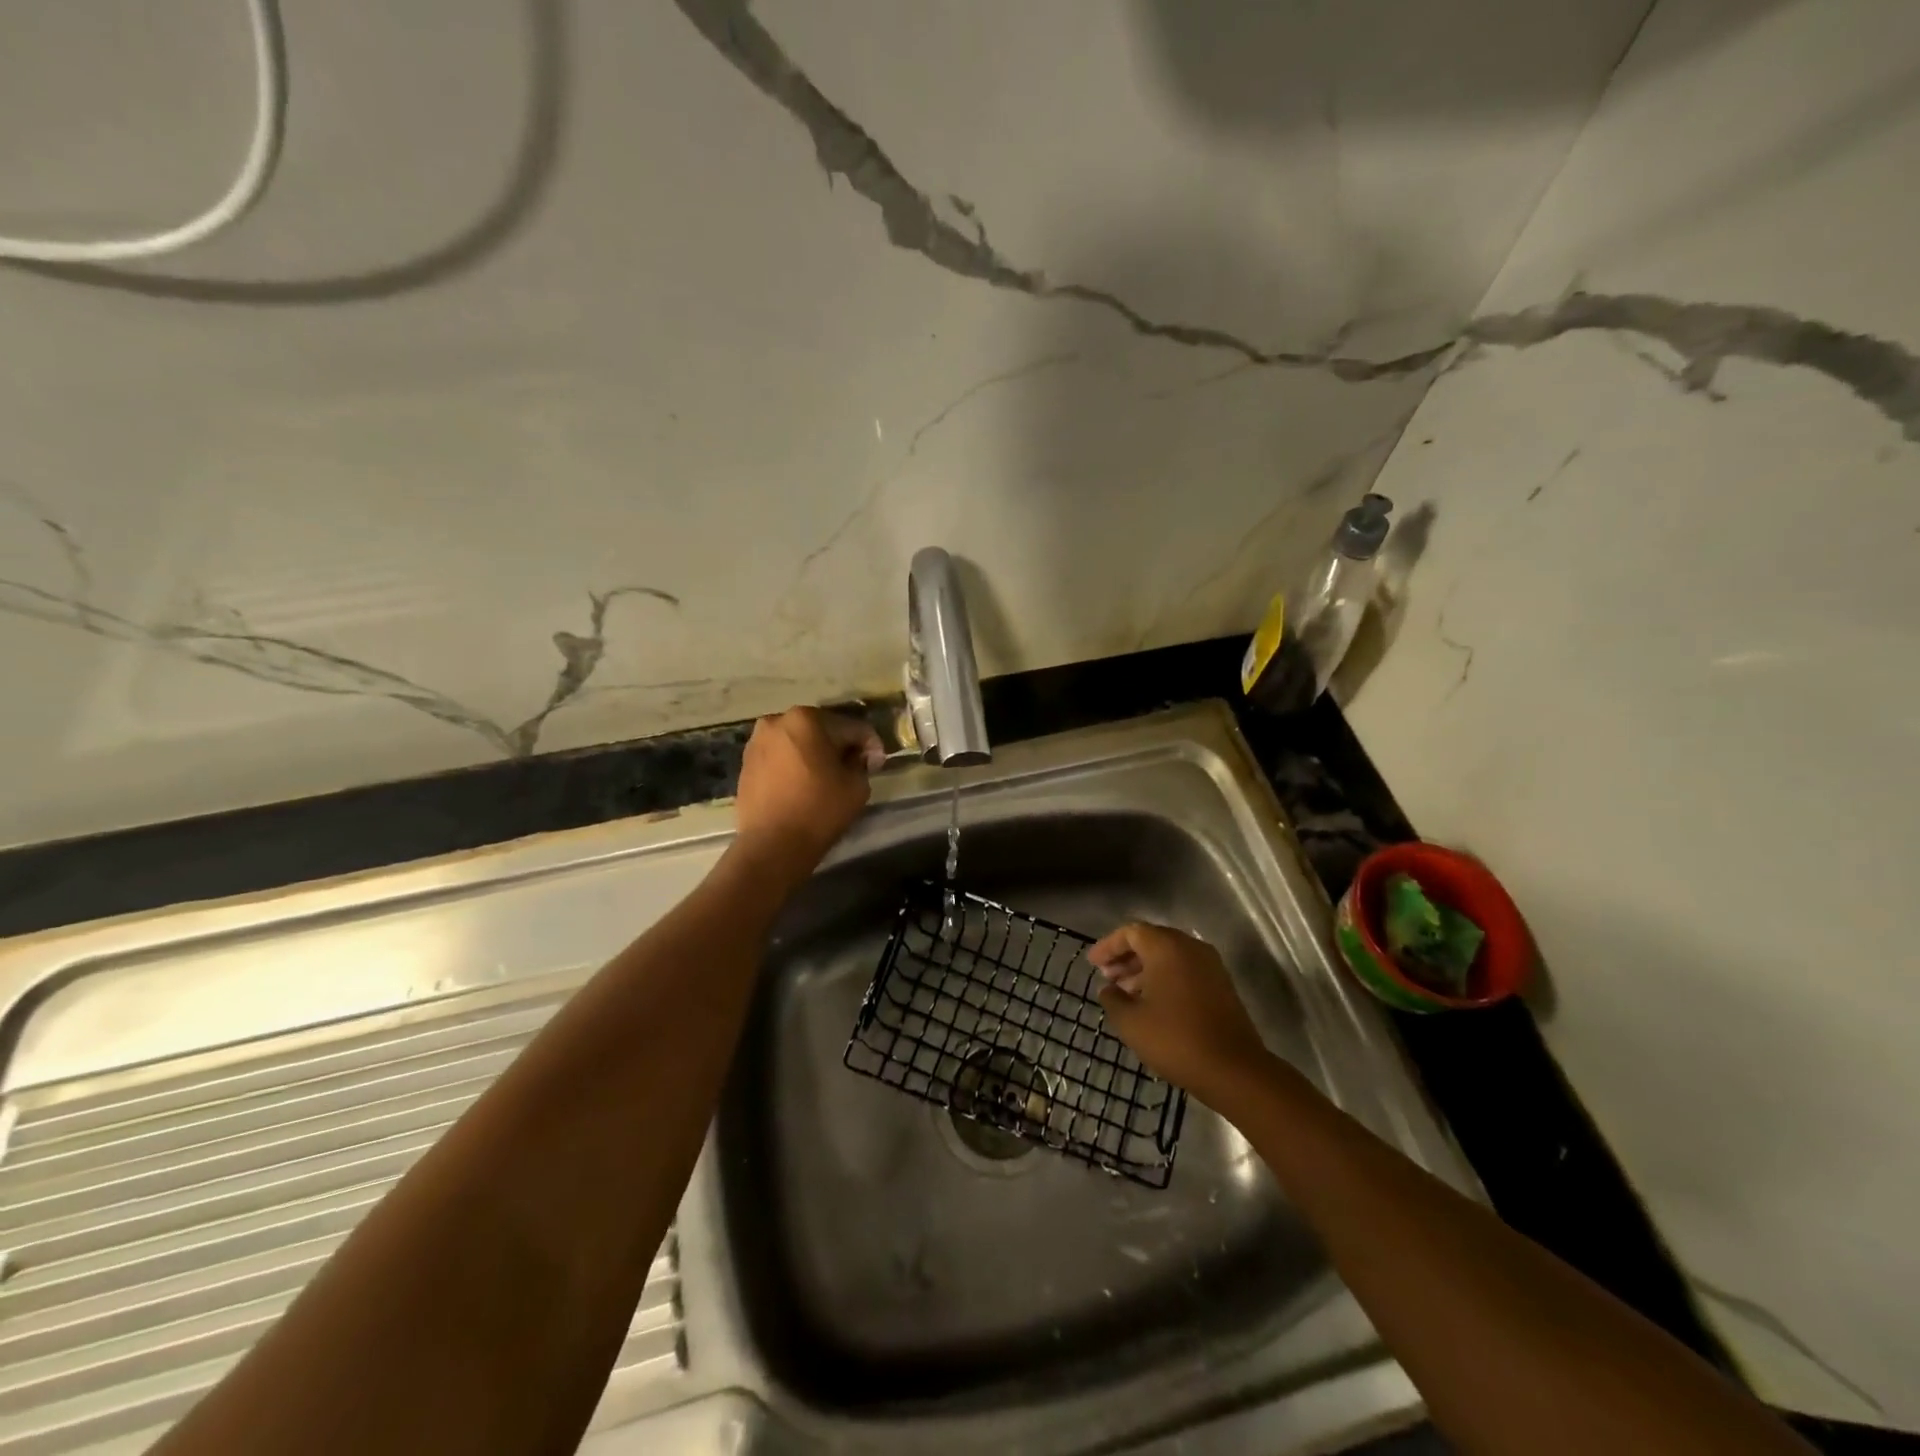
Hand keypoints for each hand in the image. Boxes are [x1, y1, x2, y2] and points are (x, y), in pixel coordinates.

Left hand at [732, 706, 883, 881]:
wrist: (772, 845)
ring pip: (798, 742)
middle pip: (821, 730)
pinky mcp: (746, 763)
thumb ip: (861, 762)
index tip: (877, 764)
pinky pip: (780, 757)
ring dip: (815, 754)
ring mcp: (757, 742)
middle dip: (839, 746)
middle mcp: (777, 721)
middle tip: (854, 768)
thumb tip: (857, 758)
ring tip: (826, 778)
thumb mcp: (857, 785)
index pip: (851, 727)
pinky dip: (794, 765)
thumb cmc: (819, 810)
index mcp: (806, 719)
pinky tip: (803, 785)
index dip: (870, 745)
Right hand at [1090, 922, 1273, 1108]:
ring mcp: (1210, 966)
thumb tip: (1108, 990)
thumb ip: (1112, 1000)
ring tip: (1125, 993)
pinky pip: (1185, 970)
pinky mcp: (1221, 985)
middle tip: (1107, 978)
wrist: (1234, 1069)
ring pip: (1169, 957)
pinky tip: (1151, 1004)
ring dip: (1144, 970)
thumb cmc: (1175, 1039)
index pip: (1131, 932)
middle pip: (1151, 941)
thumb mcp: (1131, 1022)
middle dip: (1126, 957)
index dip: (1108, 946)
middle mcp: (1190, 947)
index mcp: (1167, 947)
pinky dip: (1164, 979)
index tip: (1092, 964)